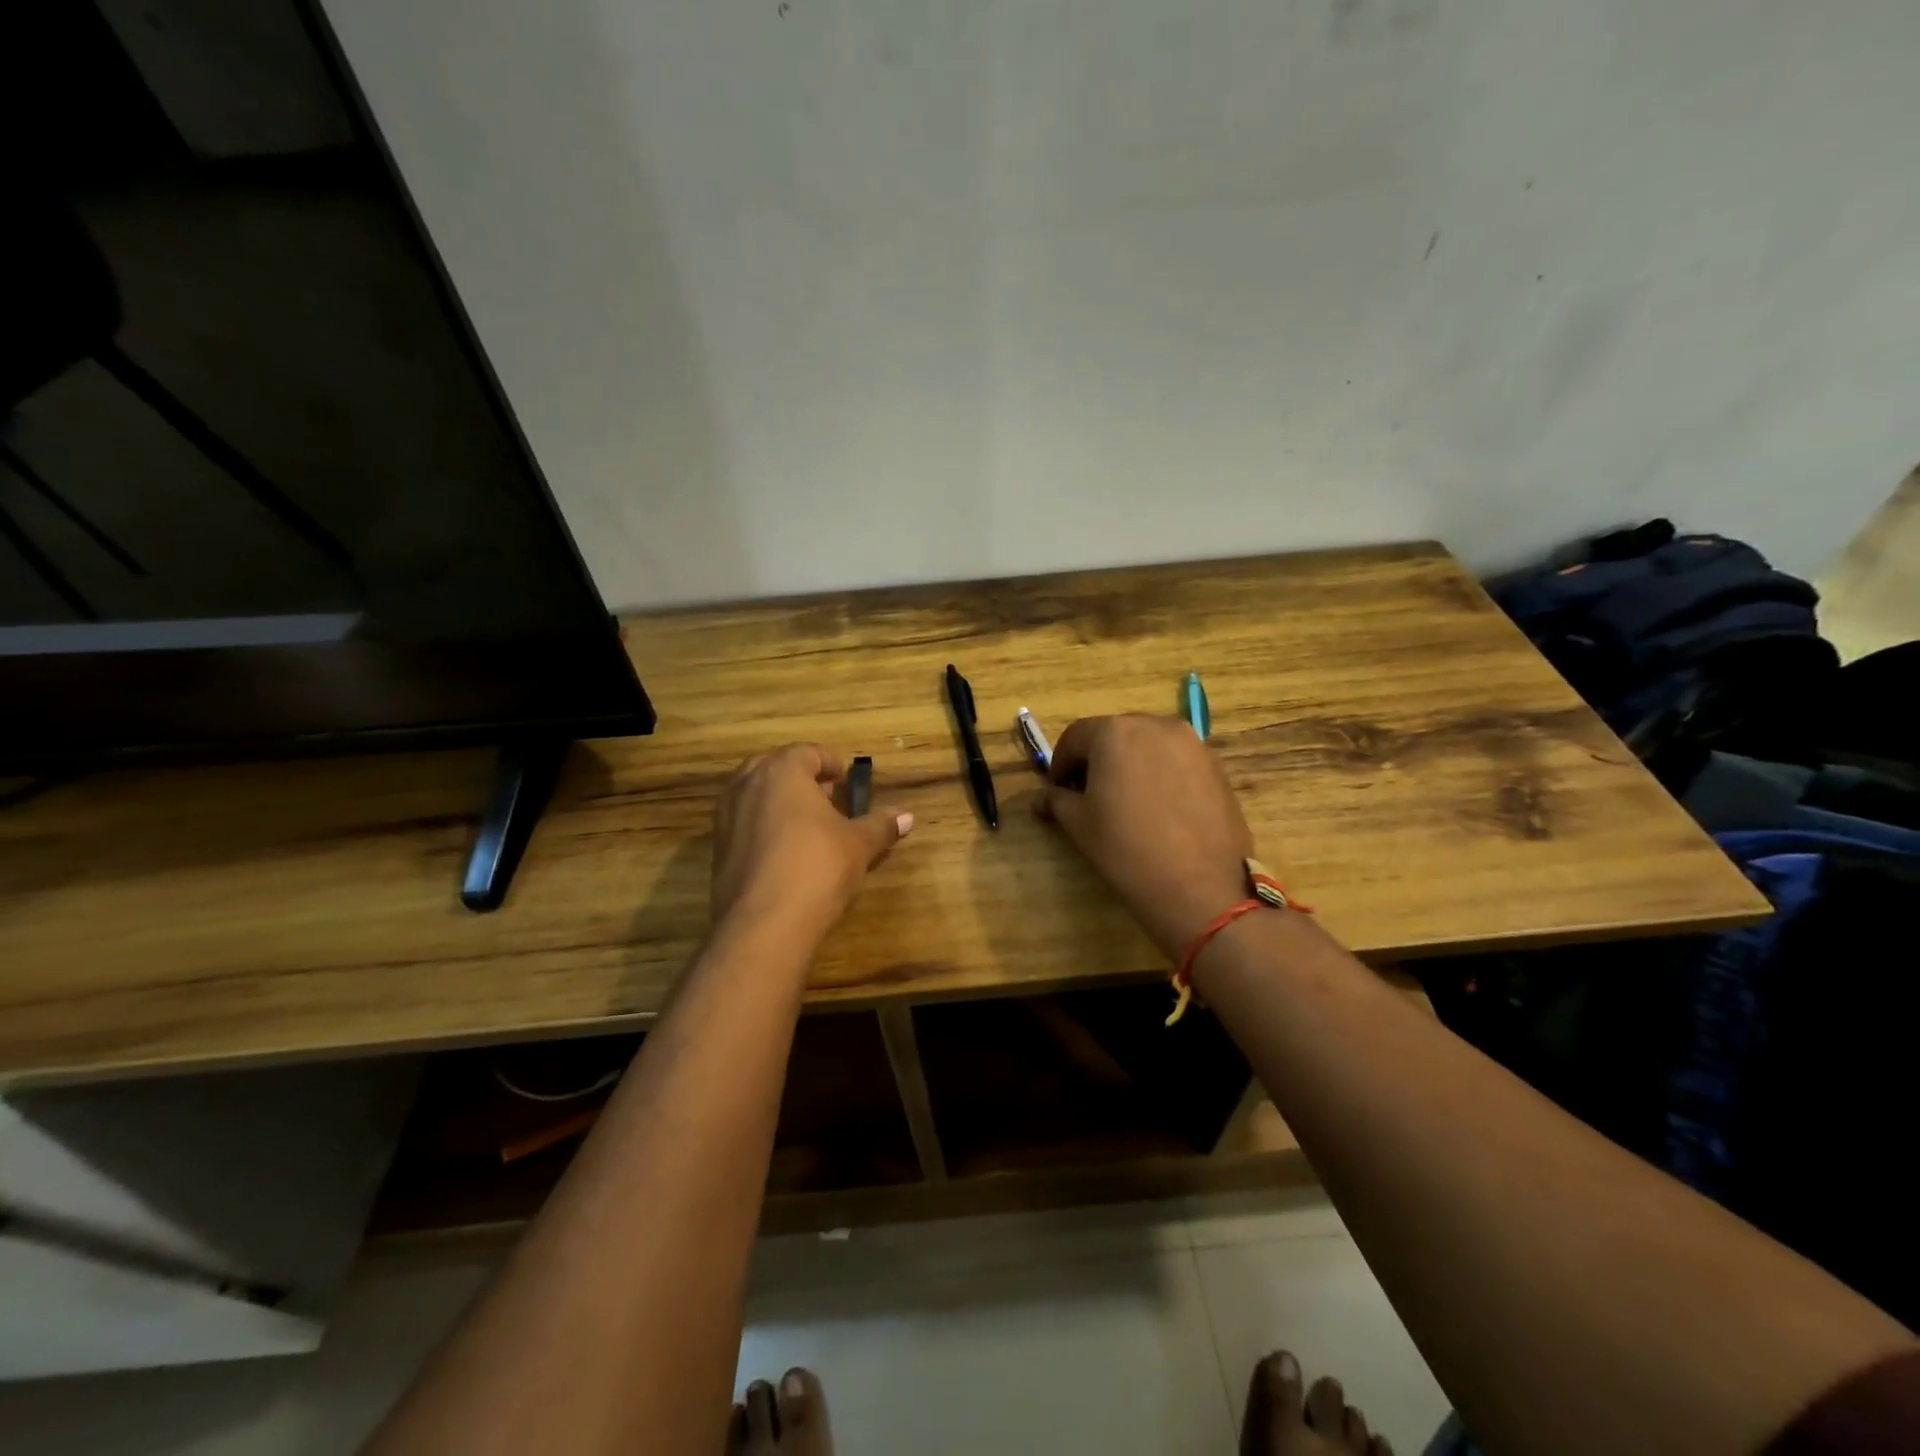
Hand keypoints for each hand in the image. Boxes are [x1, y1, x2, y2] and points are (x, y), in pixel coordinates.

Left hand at [711, 744, 913, 942]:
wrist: (763, 924)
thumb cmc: (817, 868)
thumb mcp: (859, 845)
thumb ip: (881, 825)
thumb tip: (907, 816)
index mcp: (782, 771)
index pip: (807, 752)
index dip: (830, 763)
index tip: (846, 780)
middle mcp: (747, 785)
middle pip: (776, 768)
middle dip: (802, 779)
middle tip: (828, 799)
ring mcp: (726, 817)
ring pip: (756, 795)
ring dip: (781, 802)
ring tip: (809, 826)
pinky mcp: (717, 849)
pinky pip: (744, 824)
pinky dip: (764, 827)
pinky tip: (786, 853)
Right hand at [1040, 715, 1253, 959]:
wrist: (1199, 887)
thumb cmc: (1126, 849)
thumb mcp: (1078, 824)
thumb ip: (1057, 800)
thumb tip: (1044, 796)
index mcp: (1114, 732)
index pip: (1075, 737)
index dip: (1060, 764)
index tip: (1056, 791)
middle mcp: (1155, 725)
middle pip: (1114, 735)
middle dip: (1096, 760)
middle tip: (1087, 795)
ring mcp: (1192, 743)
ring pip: (1148, 745)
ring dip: (1130, 764)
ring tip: (1125, 802)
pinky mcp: (1216, 766)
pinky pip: (1176, 760)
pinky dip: (1160, 774)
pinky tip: (1158, 808)